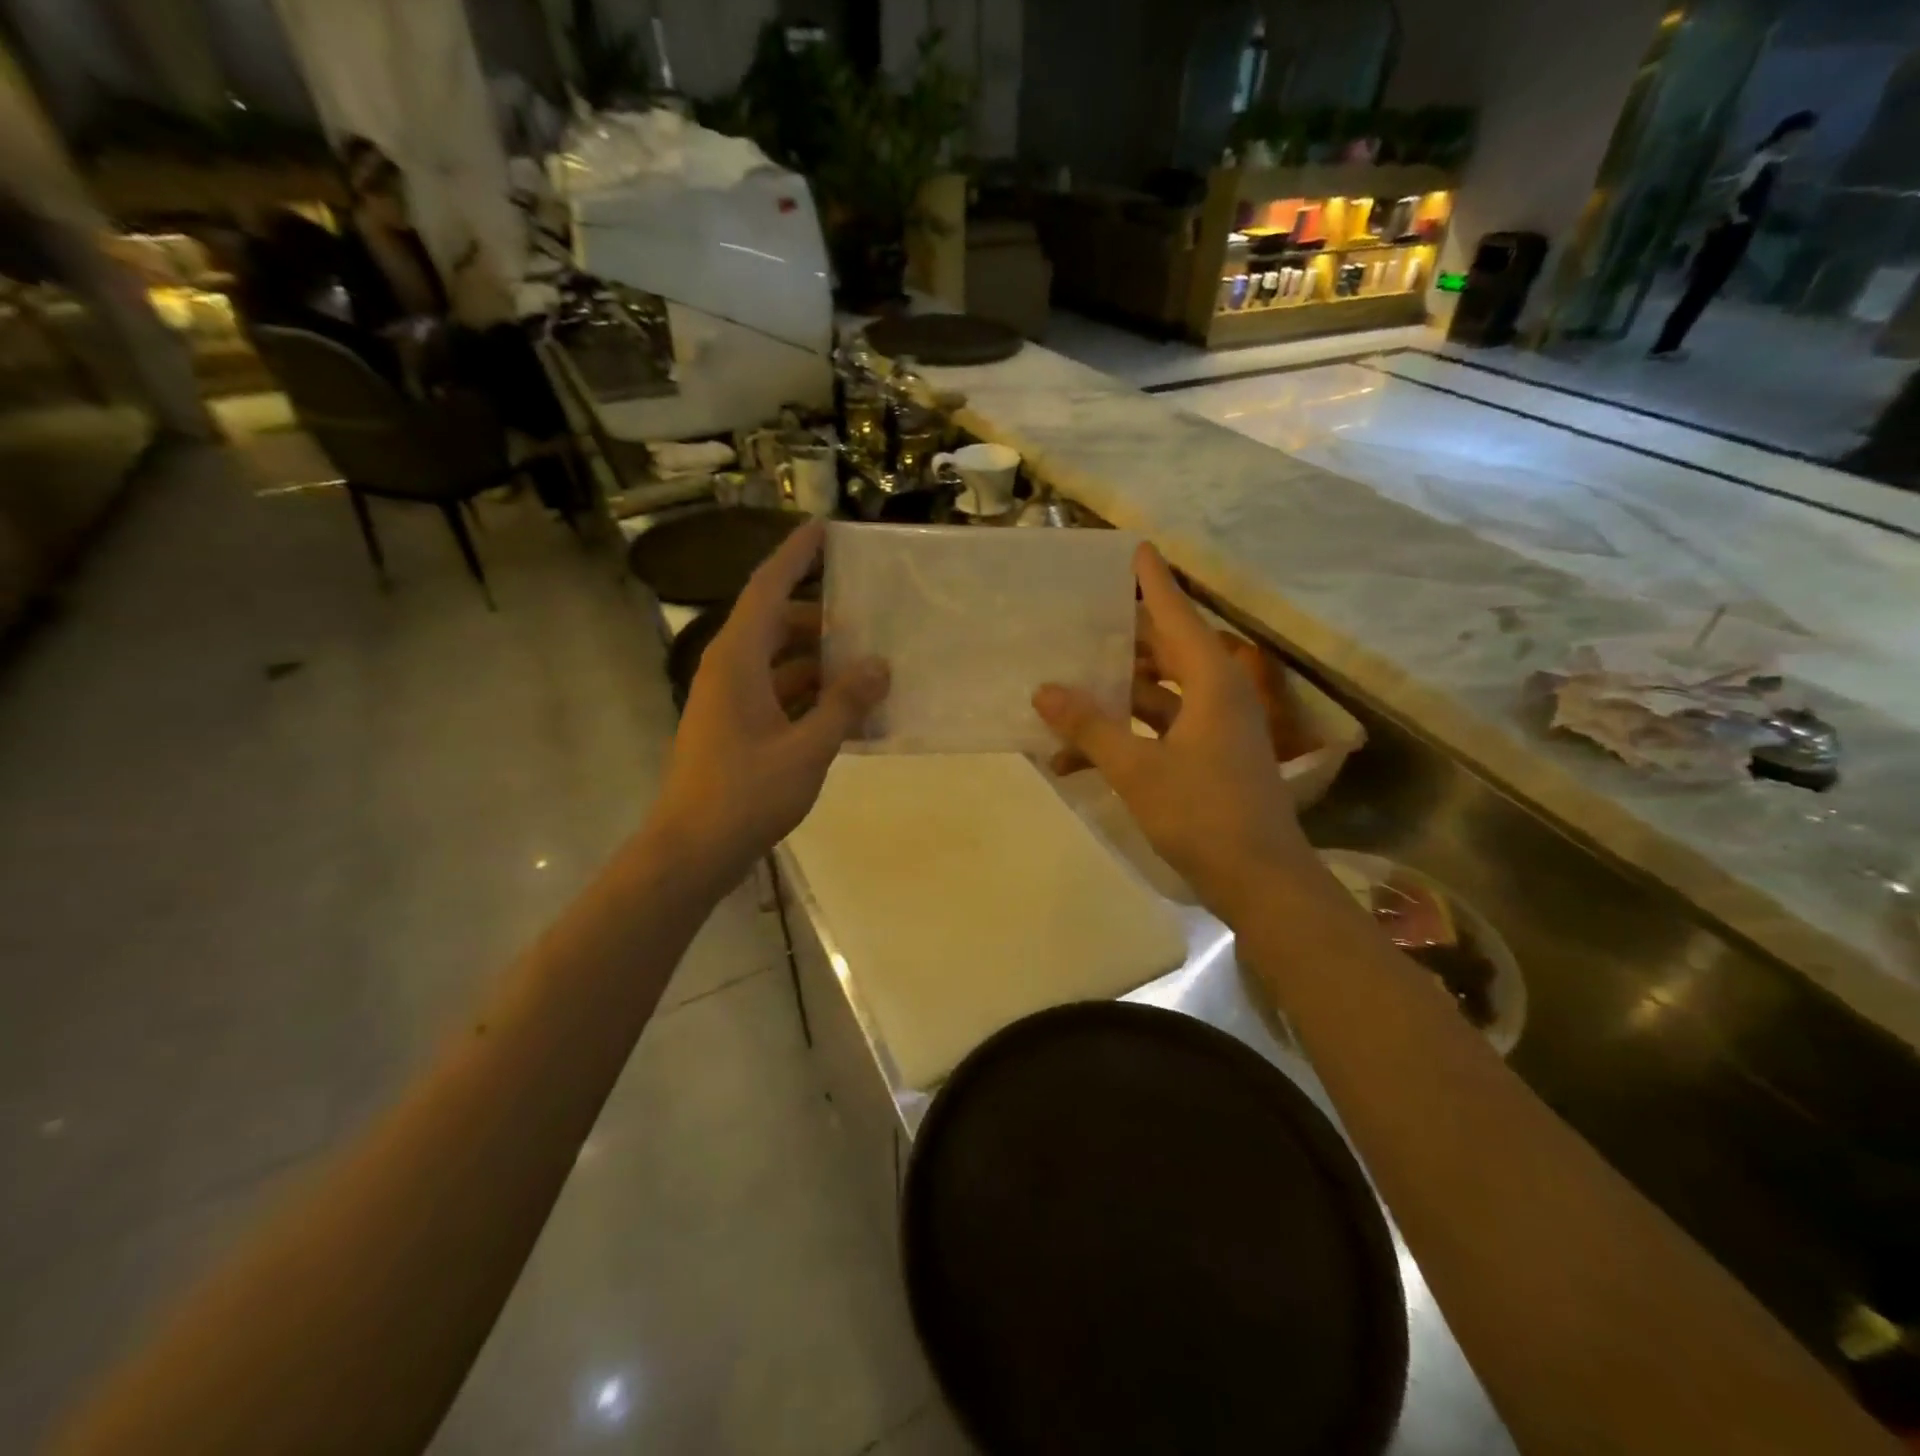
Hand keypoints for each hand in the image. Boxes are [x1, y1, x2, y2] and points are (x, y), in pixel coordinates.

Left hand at [654, 521, 887, 878]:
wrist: (693, 849)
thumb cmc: (745, 794)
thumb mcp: (807, 749)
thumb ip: (844, 704)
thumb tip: (879, 665)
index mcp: (738, 659)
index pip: (768, 587)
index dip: (796, 556)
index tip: (825, 529)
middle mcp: (730, 669)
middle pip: (778, 624)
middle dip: (823, 619)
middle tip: (872, 618)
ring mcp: (731, 700)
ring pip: (781, 662)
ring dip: (822, 663)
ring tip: (870, 668)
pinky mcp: (737, 727)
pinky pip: (779, 695)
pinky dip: (812, 696)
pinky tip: (849, 712)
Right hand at [1034, 544, 1312, 922]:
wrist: (1261, 881)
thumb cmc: (1203, 813)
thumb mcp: (1137, 769)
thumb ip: (1089, 727)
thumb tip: (1044, 689)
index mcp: (1211, 681)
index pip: (1176, 613)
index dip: (1152, 582)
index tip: (1133, 548)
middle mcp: (1216, 694)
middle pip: (1163, 651)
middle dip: (1119, 641)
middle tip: (1076, 623)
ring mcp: (1213, 729)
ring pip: (1154, 696)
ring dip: (1110, 700)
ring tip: (1059, 695)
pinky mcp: (1206, 758)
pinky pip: (1157, 733)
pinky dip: (1122, 739)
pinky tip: (1072, 760)